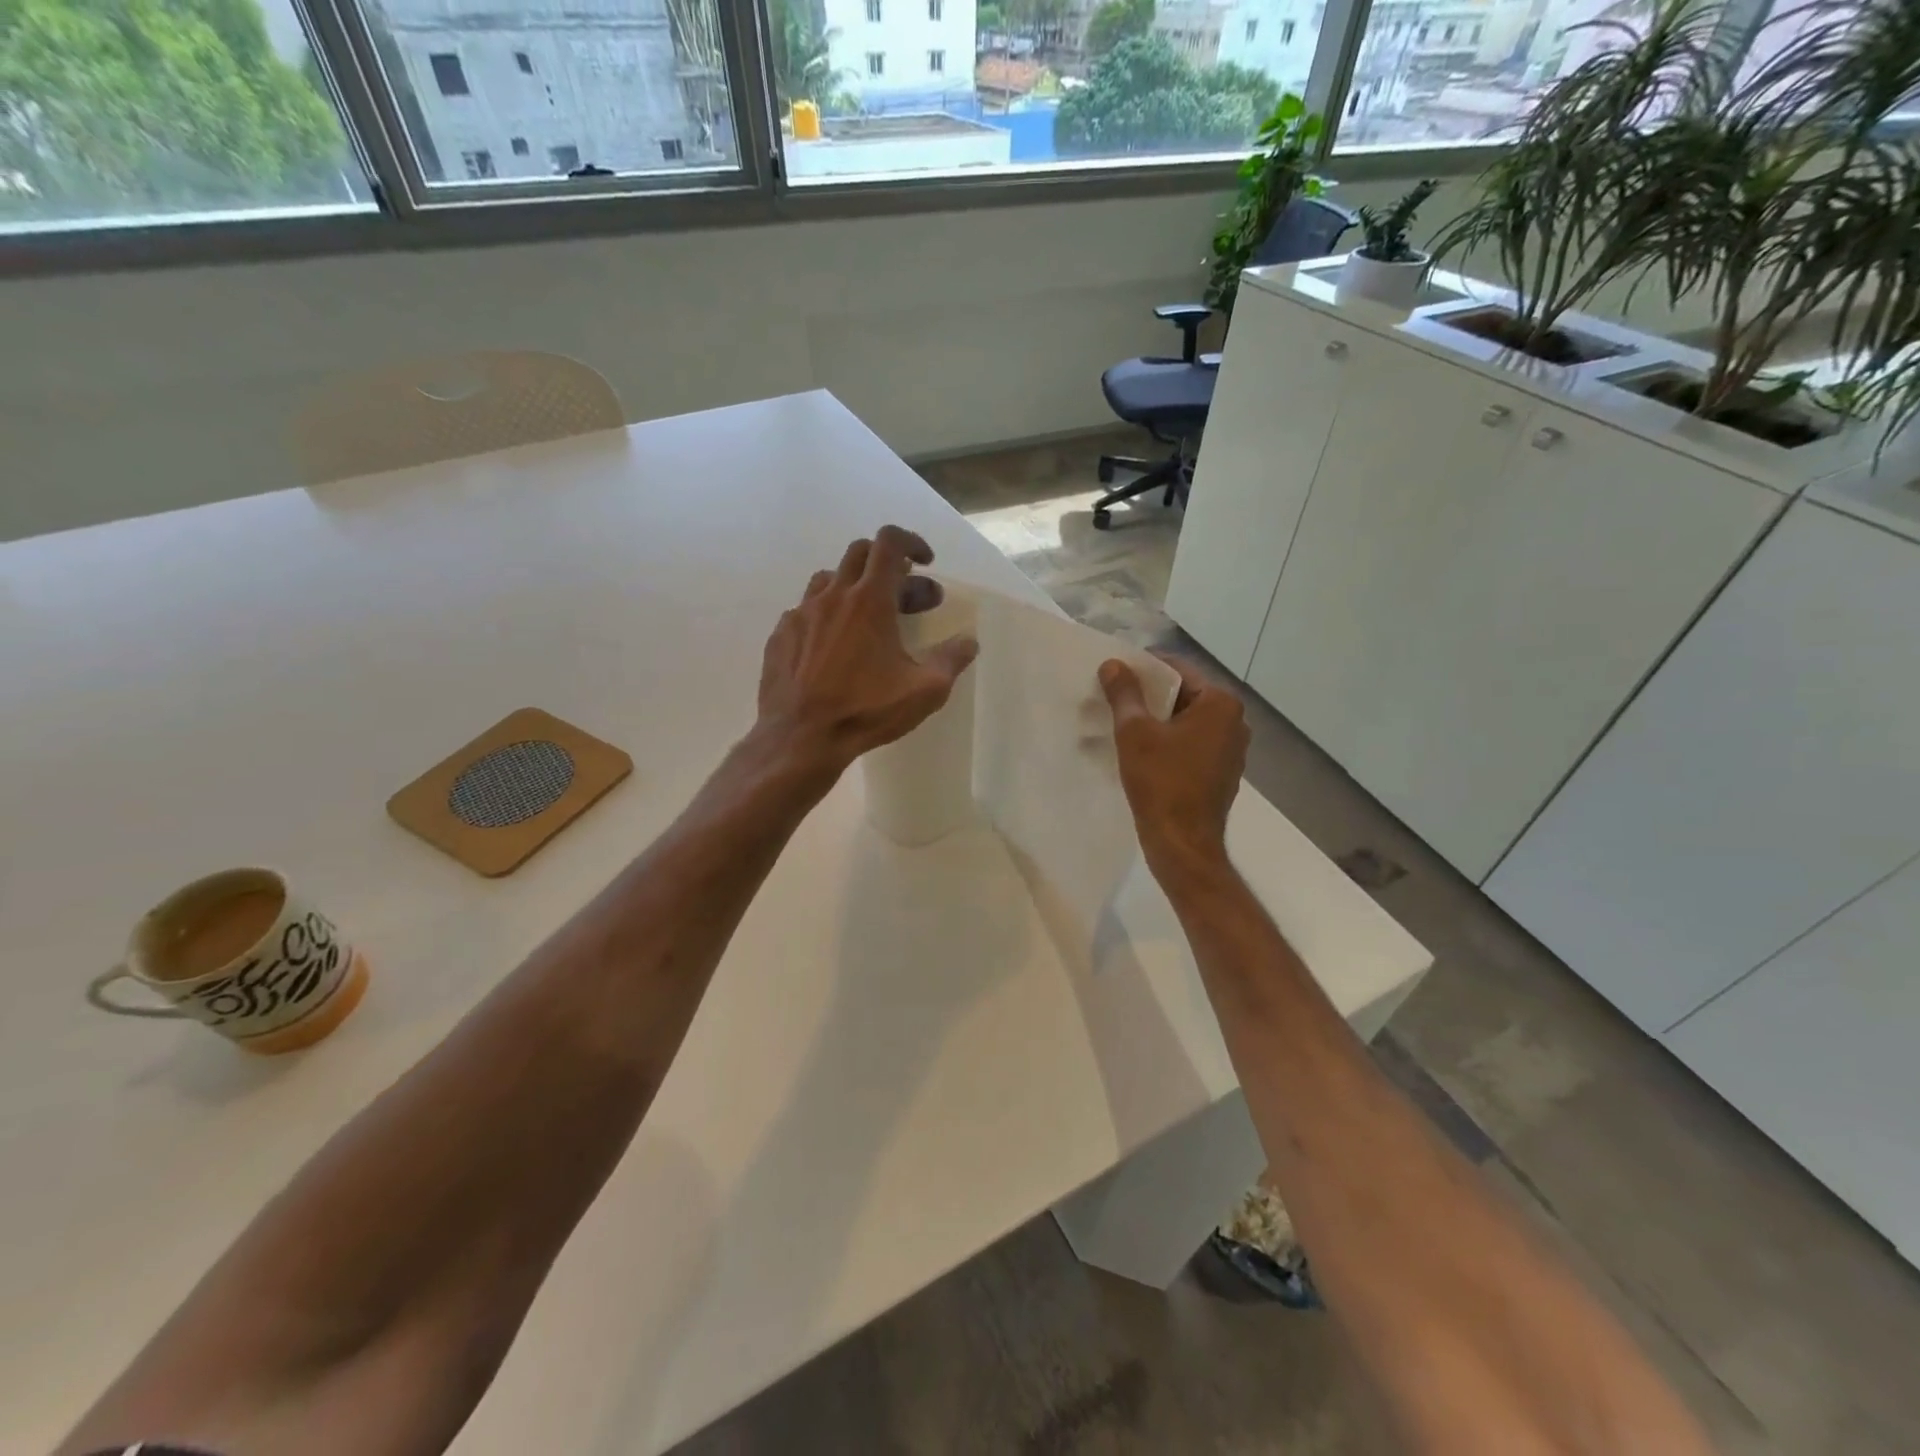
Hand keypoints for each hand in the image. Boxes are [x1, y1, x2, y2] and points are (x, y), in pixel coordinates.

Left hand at [756, 526, 978, 779]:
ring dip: (854, 587)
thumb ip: (951, 660)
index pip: (889, 542)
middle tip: (906, 597)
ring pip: (830, 579)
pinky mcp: (781, 635)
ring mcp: (801, 613)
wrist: (801, 738)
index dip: (911, 542)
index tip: (925, 563)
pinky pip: (806, 610)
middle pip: (860, 553)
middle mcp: (833, 596)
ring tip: (869, 619)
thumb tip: (968, 641)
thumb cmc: (866, 711)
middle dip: (888, 565)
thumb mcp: (925, 691)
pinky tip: (833, 647)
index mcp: (870, 600)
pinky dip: (827, 615)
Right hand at [1099, 653, 1247, 882]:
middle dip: (1149, 697)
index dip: (1144, 669)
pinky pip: (1191, 745)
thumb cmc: (1161, 783)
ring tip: (1121, 725)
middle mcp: (1234, 722)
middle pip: (1183, 695)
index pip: (1178, 670)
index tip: (1115, 675)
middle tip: (1113, 699)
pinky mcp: (1221, 773)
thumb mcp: (1135, 732)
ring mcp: (1231, 750)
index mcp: (1221, 704)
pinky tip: (1141, 753)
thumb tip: (1113, 664)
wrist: (1182, 844)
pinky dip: (1168, 743)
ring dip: (1157, 722)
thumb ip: (1124, 693)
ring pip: (1186, 723)